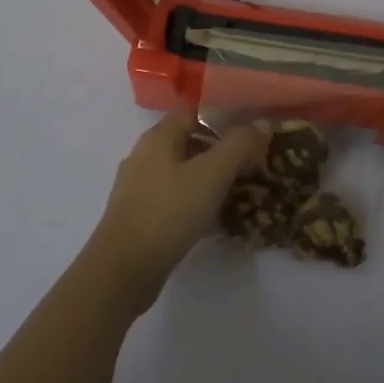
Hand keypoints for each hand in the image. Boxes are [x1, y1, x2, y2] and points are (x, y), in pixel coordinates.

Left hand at [84, 110, 270, 310]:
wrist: (122, 271)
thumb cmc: (168, 213)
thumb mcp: (211, 175)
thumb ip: (238, 145)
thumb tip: (260, 124)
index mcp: (158, 137)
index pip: (193, 111)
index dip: (223, 115)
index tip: (251, 129)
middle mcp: (145, 155)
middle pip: (188, 141)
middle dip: (220, 149)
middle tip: (252, 163)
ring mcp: (138, 187)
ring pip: (182, 171)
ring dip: (209, 177)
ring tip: (240, 191)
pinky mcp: (139, 215)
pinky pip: (174, 198)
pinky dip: (195, 201)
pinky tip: (214, 218)